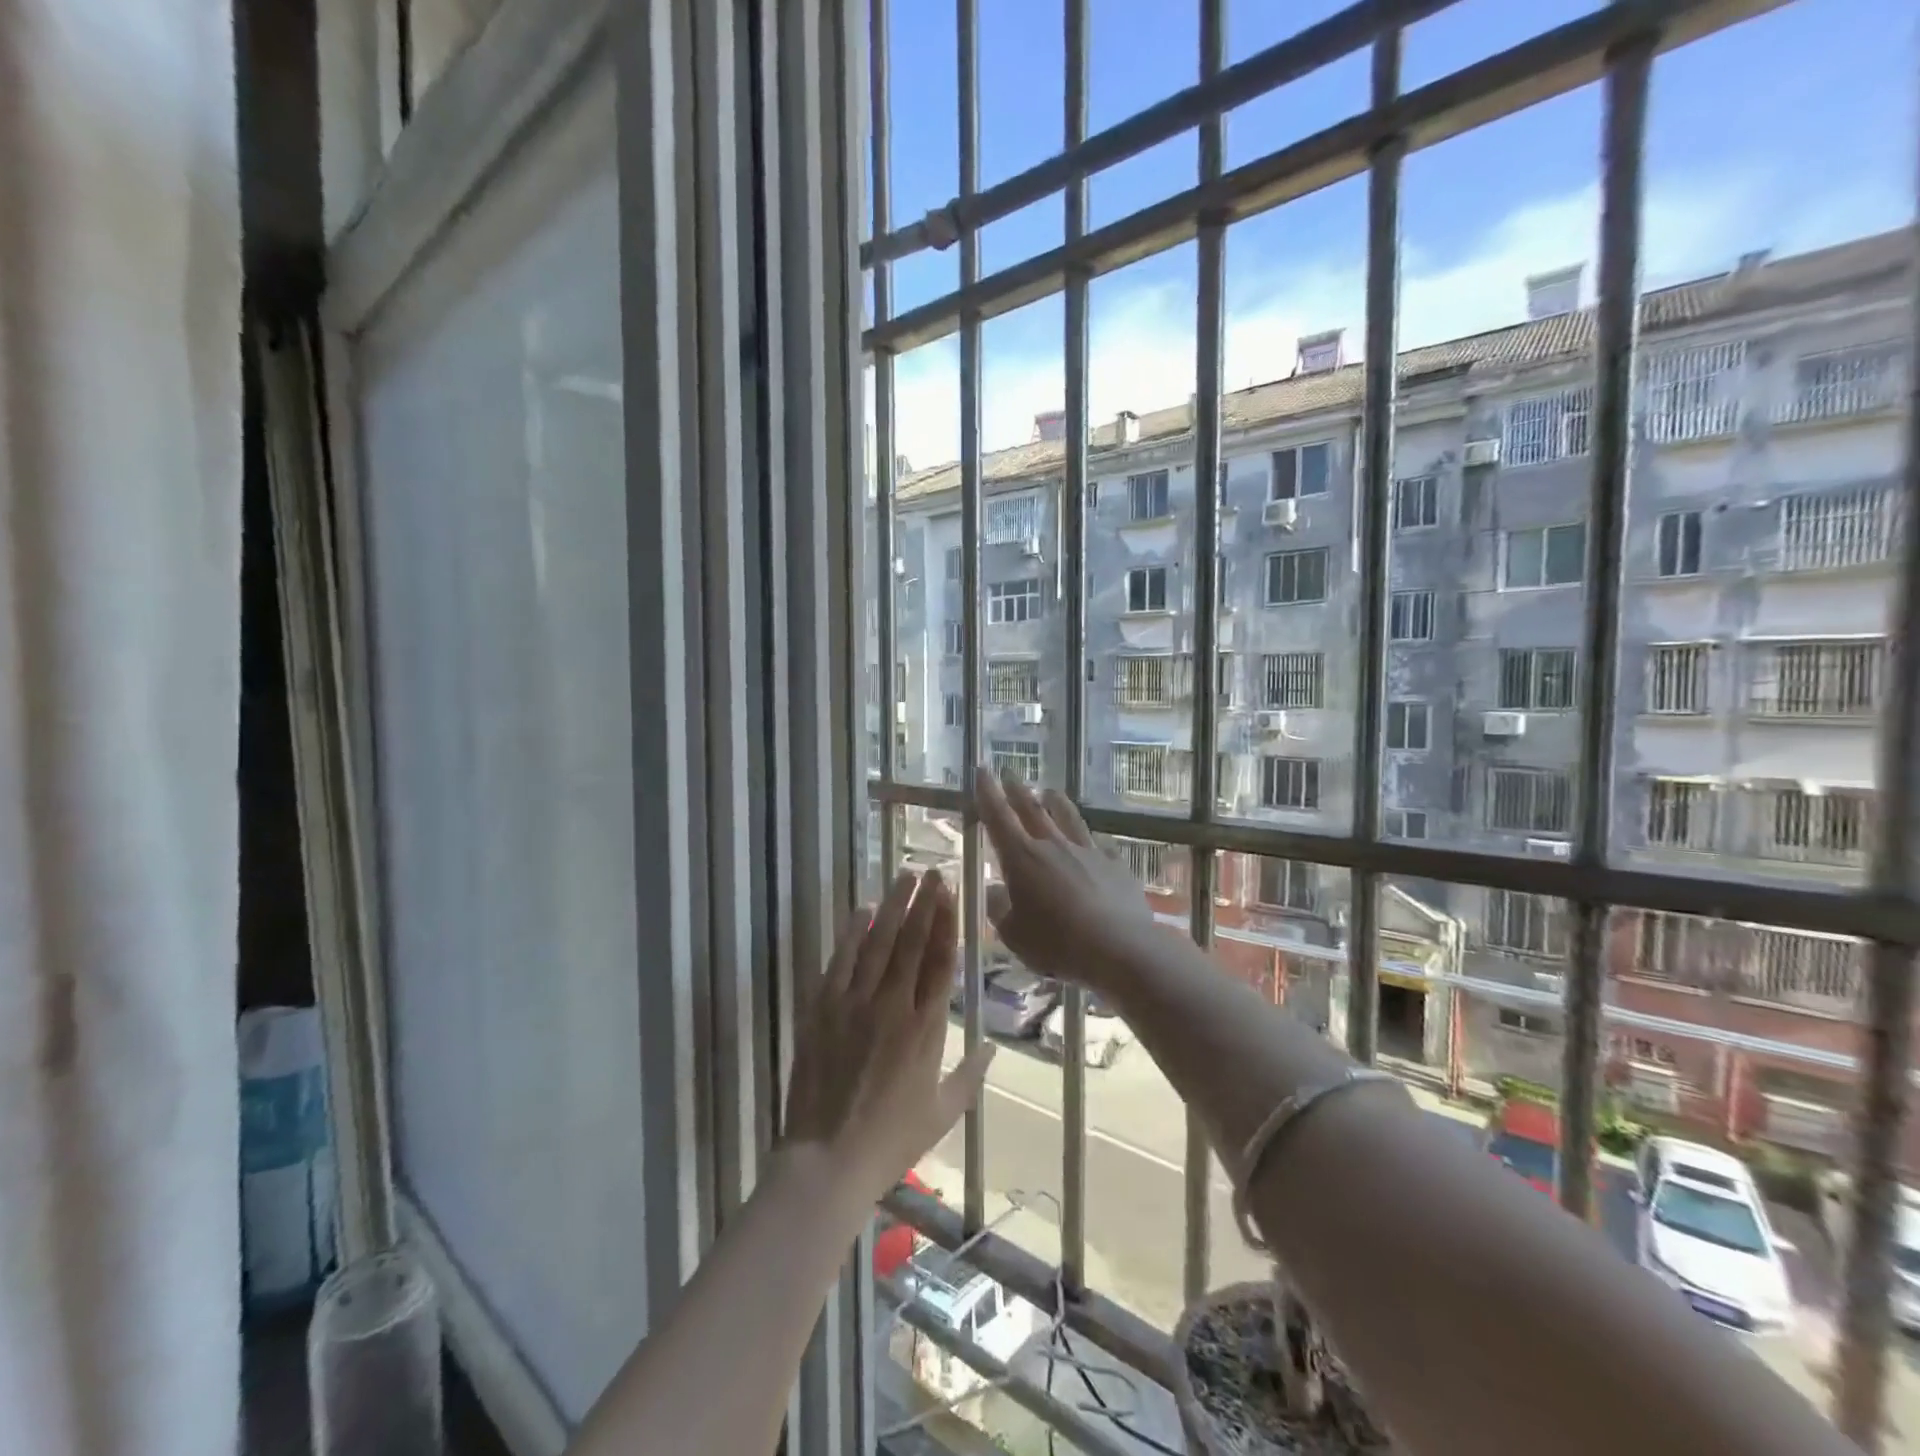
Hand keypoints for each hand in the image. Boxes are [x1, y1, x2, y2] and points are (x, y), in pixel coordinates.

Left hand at [783, 870, 993, 1208]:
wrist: (828, 1160)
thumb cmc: (891, 1141)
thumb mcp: (943, 1113)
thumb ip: (971, 1076)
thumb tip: (994, 1046)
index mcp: (926, 1029)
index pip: (941, 962)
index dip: (947, 923)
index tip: (951, 894)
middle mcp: (893, 1006)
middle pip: (912, 943)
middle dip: (924, 903)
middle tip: (931, 872)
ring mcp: (855, 1004)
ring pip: (878, 944)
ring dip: (892, 907)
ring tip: (904, 877)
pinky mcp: (823, 1009)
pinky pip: (840, 962)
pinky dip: (851, 933)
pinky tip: (861, 910)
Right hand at [974, 766, 1162, 992]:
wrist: (1120, 948)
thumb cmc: (1058, 945)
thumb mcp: (1014, 935)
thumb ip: (999, 910)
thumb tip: (994, 891)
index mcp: (1022, 858)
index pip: (998, 817)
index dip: (987, 793)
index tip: (981, 770)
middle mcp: (1054, 845)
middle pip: (1032, 809)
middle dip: (1017, 789)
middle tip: (1009, 773)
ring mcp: (1088, 851)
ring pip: (1068, 817)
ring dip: (1055, 802)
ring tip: (1050, 792)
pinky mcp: (1115, 864)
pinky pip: (1098, 844)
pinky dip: (1090, 839)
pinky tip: (1093, 841)